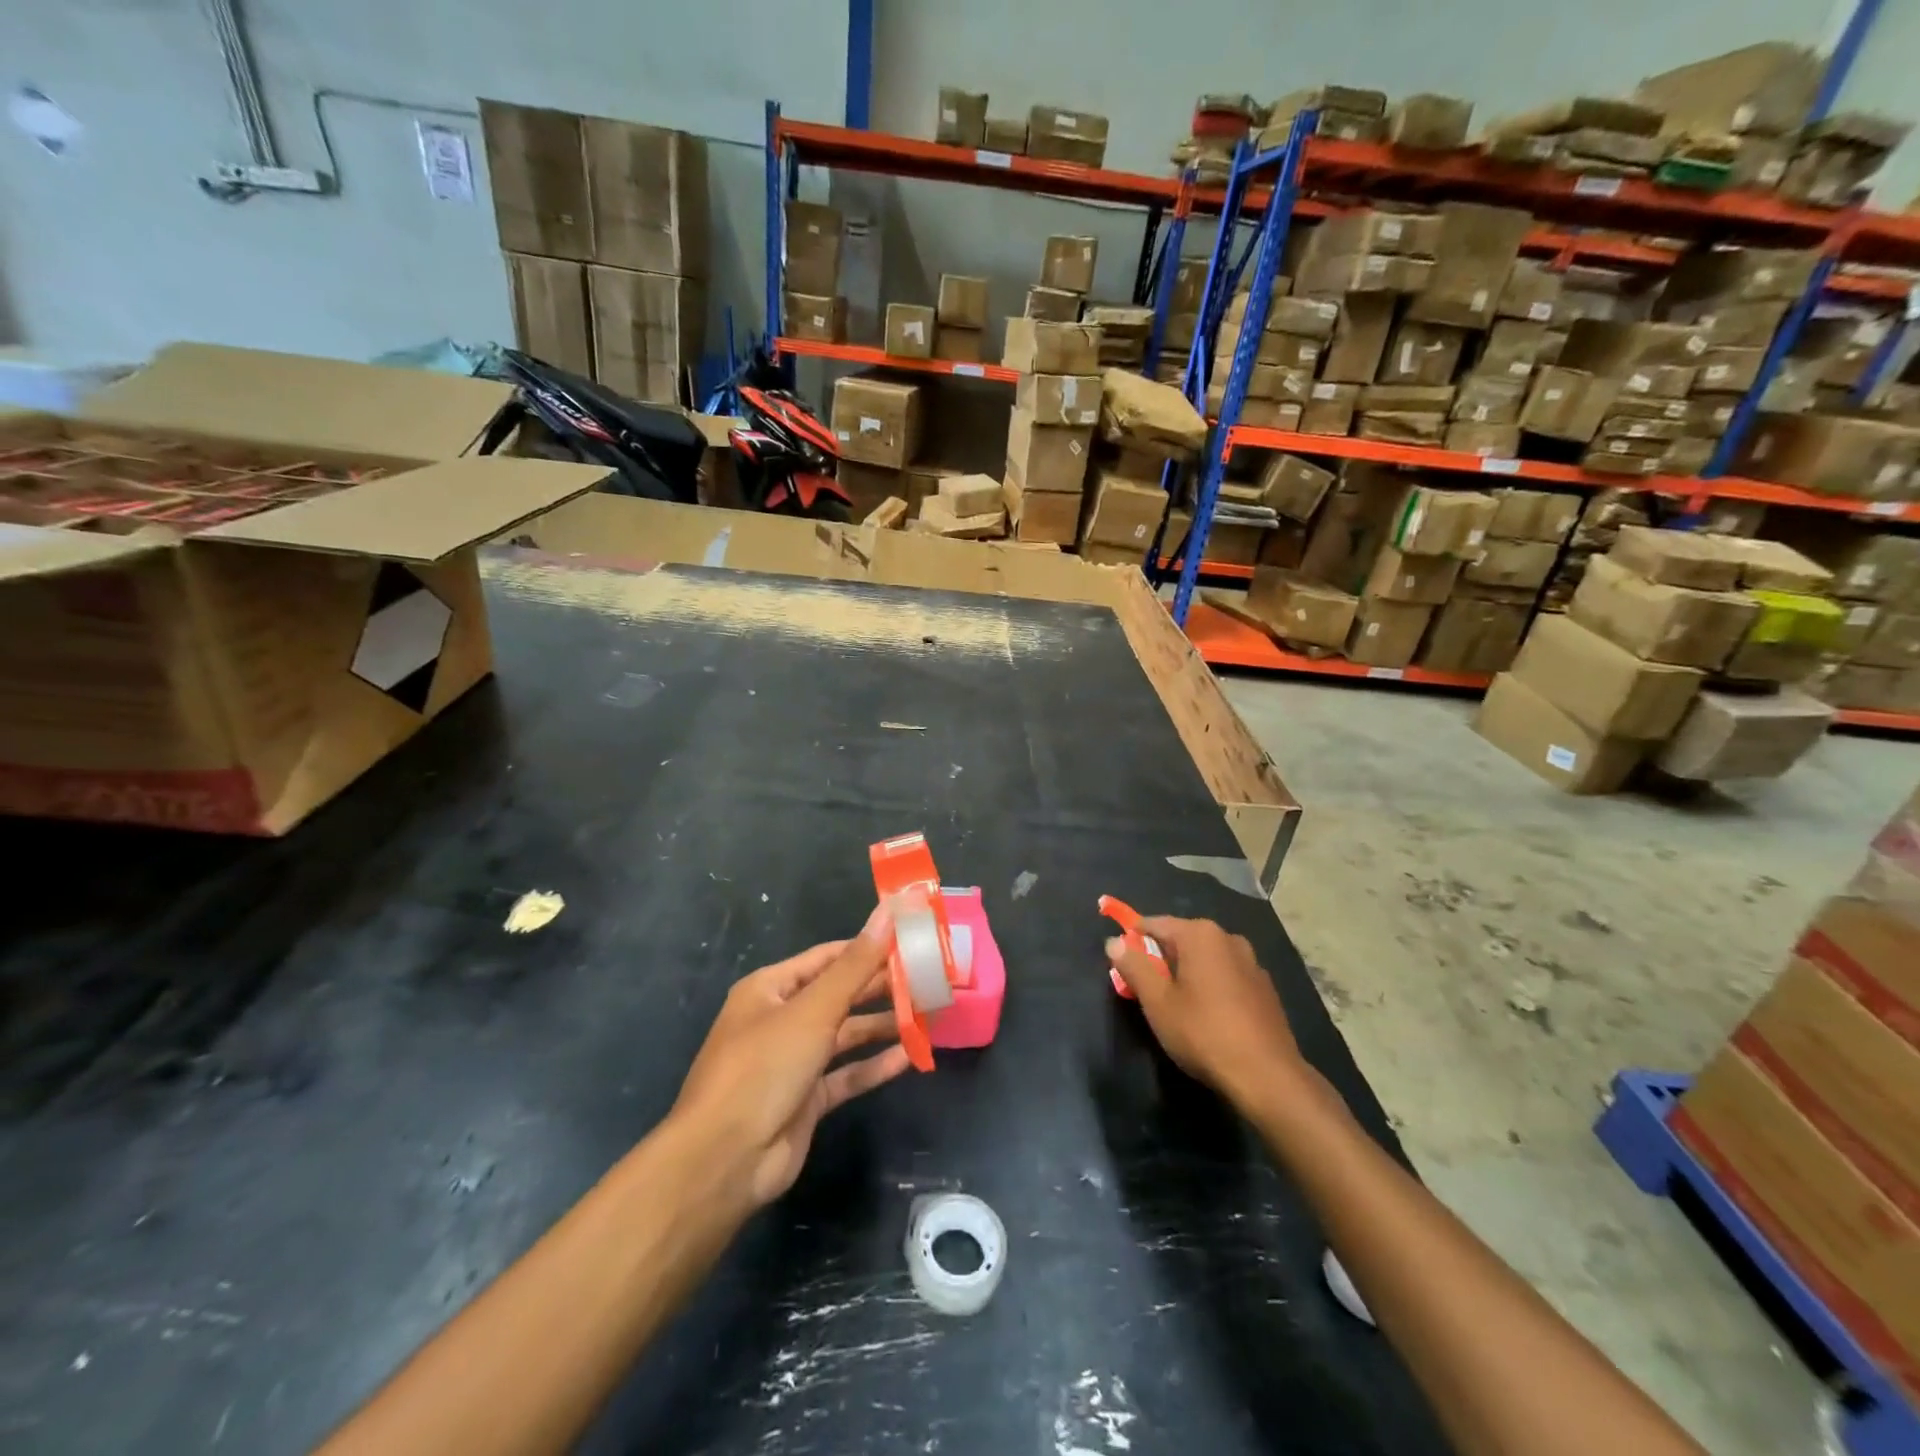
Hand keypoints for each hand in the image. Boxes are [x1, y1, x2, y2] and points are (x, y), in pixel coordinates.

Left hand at [673, 906, 911, 1209]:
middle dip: (881, 987)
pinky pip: (847, 1074)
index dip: (868, 947)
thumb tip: (888, 913)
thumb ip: (855, 965)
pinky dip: (875, 1065)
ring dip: (882, 1025)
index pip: (828, 957)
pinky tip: (910, 1056)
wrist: (725, 1161)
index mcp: (771, 988)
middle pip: (839, 995)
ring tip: (928, 1014)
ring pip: (846, 1034)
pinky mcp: (807, 1098)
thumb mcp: (813, 1010)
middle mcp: (782, 1019)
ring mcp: (794, 1061)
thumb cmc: (764, 1068)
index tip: (911, 940)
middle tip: (929, 978)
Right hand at [1106, 916, 1303, 1106]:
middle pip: (1181, 939)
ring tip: (1175, 1005)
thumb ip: (1133, 966)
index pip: (1154, 924)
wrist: (1267, 1076)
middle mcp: (1228, 939)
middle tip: (1144, 988)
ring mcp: (1252, 963)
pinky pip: (1226, 976)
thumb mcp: (1157, 1001)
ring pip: (1205, 959)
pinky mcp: (1265, 989)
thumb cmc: (1203, 1033)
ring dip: (1186, 973)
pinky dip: (1211, 986)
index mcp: (1200, 934)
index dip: (1132, 939)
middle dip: (1160, 958)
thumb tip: (1114, 942)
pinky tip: (1207, 1016)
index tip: (1119, 961)